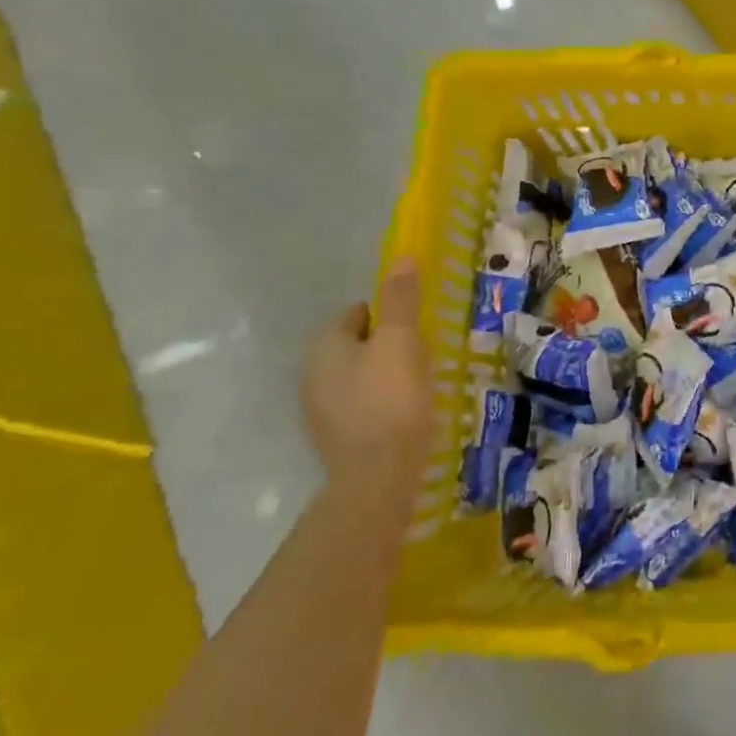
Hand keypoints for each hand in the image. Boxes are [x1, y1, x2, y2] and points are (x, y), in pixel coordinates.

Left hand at [302, 258, 432, 507]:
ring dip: (389, 373)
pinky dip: (384, 401)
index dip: (393, 316)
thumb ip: (401, 300)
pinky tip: (406, 413)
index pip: (359, 311)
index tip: (419, 331)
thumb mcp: (401, 342)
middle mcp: (311, 372)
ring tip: (420, 385)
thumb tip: (401, 257)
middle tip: (424, 357)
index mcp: (323, 344)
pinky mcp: (335, 436)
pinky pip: (363, 402)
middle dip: (391, 344)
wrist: (376, 479)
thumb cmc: (390, 400)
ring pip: (362, 373)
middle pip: (360, 342)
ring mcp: (319, 407)